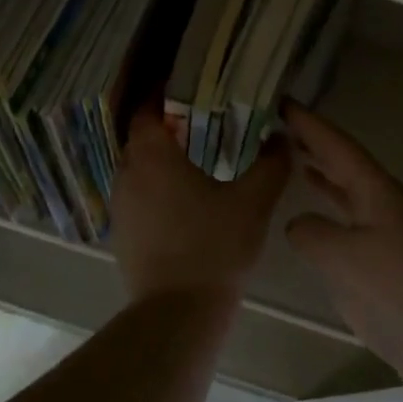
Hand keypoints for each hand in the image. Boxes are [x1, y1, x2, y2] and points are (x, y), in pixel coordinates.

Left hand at [110, 109, 289, 303]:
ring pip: (136, 168)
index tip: (186, 89)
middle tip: (198, 121)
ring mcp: (120, 206)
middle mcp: (127, 174)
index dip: (162, 95)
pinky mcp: (121, 234)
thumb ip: (271, 165)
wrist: (178, 313)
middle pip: (140, 137)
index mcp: (153, 156)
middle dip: (164, 126)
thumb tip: (282, 137)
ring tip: (191, 159)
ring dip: (158, 160)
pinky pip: (135, 196)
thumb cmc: (214, 247)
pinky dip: (153, 189)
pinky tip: (181, 201)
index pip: (146, 109)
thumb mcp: (253, 202)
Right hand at [283, 103, 402, 399]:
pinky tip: (318, 229)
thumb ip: (311, 232)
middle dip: (316, 147)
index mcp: (379, 191)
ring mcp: (394, 239)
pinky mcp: (394, 270)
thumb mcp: (341, 255)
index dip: (309, 124)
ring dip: (325, 180)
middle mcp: (388, 207)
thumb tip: (300, 225)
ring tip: (297, 164)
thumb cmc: (396, 289)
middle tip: (281, 129)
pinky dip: (332, 218)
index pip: (338, 146)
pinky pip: (354, 229)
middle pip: (347, 167)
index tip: (282, 102)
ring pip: (352, 198)